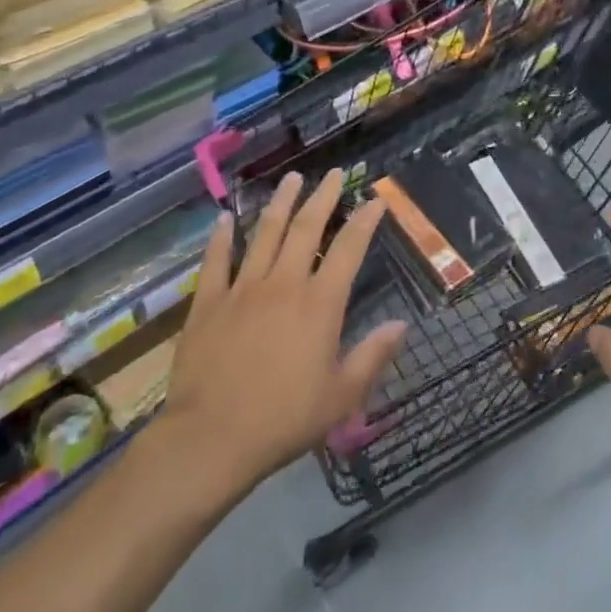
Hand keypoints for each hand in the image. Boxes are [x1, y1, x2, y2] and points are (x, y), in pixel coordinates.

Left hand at [161, 171, 405, 498]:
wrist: (210, 438)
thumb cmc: (283, 420)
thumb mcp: (341, 397)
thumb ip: (372, 356)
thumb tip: (401, 324)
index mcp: (319, 303)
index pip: (348, 249)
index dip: (365, 221)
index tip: (376, 199)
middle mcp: (284, 284)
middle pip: (306, 228)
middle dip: (322, 197)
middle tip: (332, 173)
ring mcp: (243, 289)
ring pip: (265, 233)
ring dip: (280, 203)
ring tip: (291, 179)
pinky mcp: (209, 303)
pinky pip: (216, 261)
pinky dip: (221, 237)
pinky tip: (225, 218)